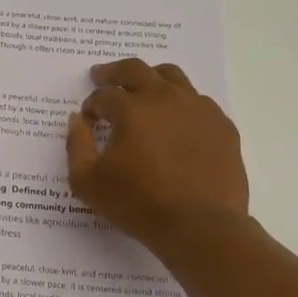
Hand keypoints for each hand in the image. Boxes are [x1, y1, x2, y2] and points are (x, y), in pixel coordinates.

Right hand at [66, 58, 249, 246]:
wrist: (201, 226)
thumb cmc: (139, 204)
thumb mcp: (88, 182)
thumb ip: (76, 145)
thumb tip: (76, 120)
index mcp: (130, 109)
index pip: (103, 95)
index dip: (91, 105)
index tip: (88, 118)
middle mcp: (164, 98)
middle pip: (135, 70)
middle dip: (113, 72)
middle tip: (102, 76)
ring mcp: (197, 109)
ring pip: (172, 77)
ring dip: (150, 78)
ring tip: (143, 88)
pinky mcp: (221, 125)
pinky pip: (199, 102)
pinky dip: (181, 103)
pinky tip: (177, 120)